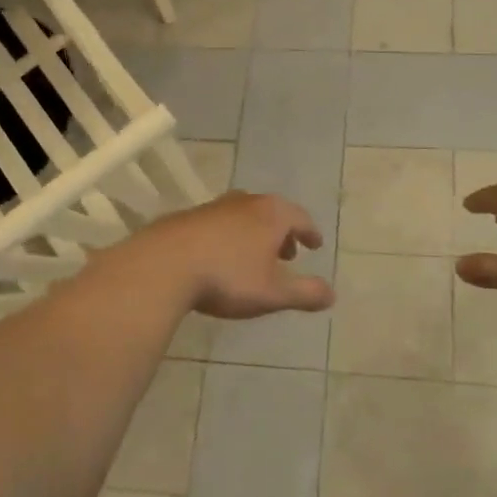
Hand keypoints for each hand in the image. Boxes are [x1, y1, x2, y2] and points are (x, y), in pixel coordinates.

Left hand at [137, 191, 334, 318]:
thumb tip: (332, 294)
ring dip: (255, 234)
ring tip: (255, 256)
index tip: (315, 245)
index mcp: (272, 214)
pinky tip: (222, 257)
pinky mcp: (189, 217)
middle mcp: (246, 202)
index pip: (300, 218)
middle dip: (283, 232)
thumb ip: (305, 293)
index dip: (310, 233)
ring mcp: (215, 206)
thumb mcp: (272, 292)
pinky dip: (231, 236)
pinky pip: (220, 223)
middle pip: (273, 212)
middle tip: (287, 254)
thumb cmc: (228, 277)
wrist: (164, 264)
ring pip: (245, 216)